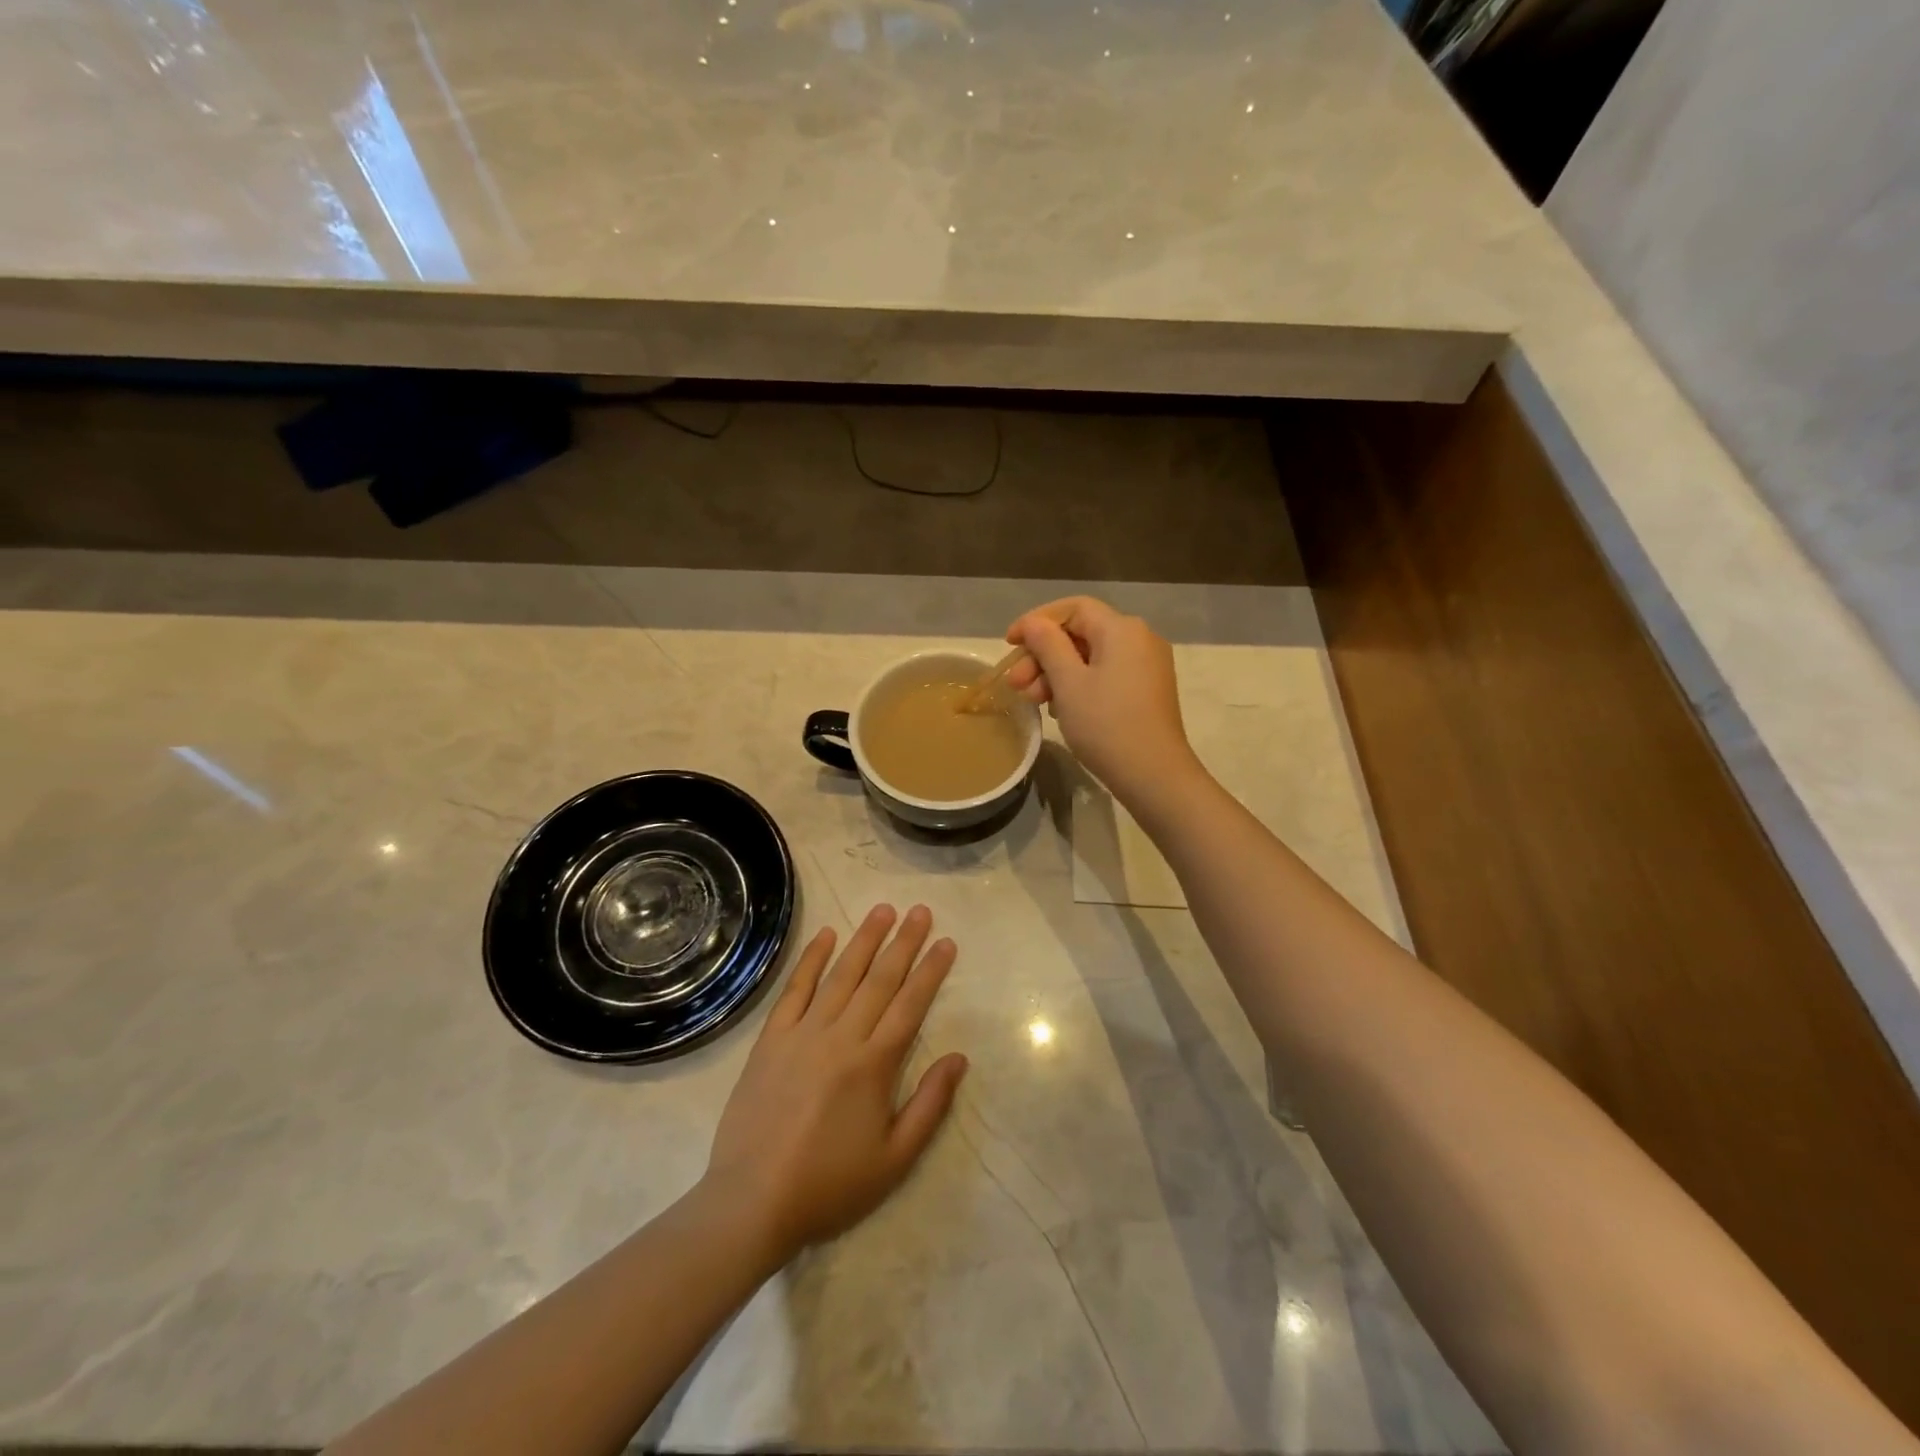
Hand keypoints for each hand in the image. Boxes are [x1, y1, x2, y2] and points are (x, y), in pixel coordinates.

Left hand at [702, 904, 966, 1261]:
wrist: (752, 1202)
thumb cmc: (830, 1185)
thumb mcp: (894, 1160)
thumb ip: (930, 1105)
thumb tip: (958, 1057)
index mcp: (874, 1065)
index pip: (910, 1005)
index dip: (931, 971)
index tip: (946, 942)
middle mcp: (841, 1037)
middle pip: (880, 980)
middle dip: (904, 943)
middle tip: (920, 911)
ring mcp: (803, 1034)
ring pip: (841, 975)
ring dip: (864, 940)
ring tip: (883, 910)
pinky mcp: (771, 1039)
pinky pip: (794, 990)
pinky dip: (811, 960)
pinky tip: (826, 935)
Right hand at [1005, 597, 1201, 807]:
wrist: (1154, 776)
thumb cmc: (1106, 725)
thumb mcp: (1068, 683)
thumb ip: (1047, 645)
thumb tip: (1032, 623)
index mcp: (1122, 629)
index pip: (1073, 608)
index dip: (1037, 621)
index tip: (1010, 644)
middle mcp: (1139, 638)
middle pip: (1080, 633)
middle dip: (1043, 655)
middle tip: (1016, 685)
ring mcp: (1146, 665)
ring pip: (1090, 657)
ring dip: (1056, 673)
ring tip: (1034, 701)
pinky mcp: (1147, 690)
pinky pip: (1105, 674)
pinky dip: (1078, 685)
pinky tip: (1060, 709)